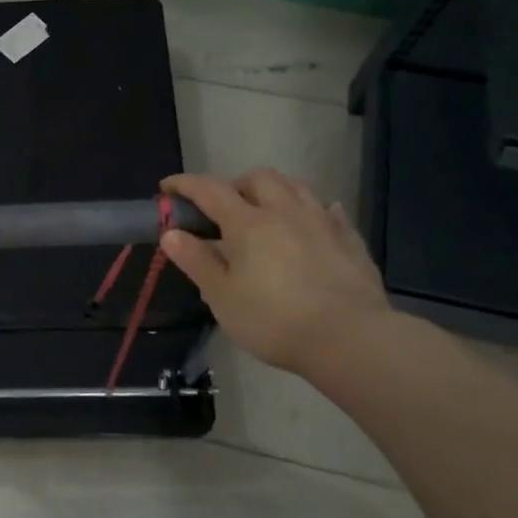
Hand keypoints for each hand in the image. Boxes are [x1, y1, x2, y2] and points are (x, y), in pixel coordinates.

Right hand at [159, 169, 391, 374]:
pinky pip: (329, 211)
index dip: (185, 184)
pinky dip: (313, 211)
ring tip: (265, 211)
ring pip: (296, 187)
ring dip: (274, 191)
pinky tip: (311, 225)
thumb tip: (171, 233)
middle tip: (223, 209)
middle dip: (235, 185)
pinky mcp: (350, 240)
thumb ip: (196, 261)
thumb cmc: (274, 320)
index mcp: (248, 223)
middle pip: (257, 178)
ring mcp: (322, 222)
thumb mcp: (222, 297)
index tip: (167, 188)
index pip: (209, 190)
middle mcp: (285, 211)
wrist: (350, 338)